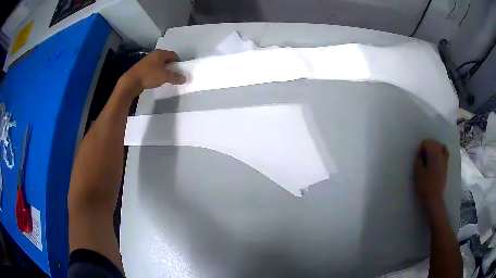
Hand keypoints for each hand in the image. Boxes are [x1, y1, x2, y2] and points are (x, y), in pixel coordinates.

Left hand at [119, 49, 185, 96]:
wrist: (131, 81)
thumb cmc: (149, 76)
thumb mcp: (164, 77)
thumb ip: (175, 77)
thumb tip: (184, 78)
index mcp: (160, 53)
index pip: (173, 55)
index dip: (178, 62)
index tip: (180, 70)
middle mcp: (154, 54)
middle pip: (166, 58)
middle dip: (171, 65)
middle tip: (174, 74)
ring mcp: (146, 60)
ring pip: (158, 63)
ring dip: (163, 69)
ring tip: (165, 77)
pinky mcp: (141, 67)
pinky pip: (152, 68)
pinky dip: (156, 72)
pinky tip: (155, 79)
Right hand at [414, 139, 448, 202]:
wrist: (434, 198)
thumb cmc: (424, 185)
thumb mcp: (417, 172)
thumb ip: (418, 159)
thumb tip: (420, 152)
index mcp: (433, 153)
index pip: (426, 142)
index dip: (420, 148)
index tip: (418, 158)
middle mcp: (440, 153)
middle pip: (433, 142)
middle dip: (427, 147)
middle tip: (422, 159)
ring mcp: (444, 159)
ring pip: (440, 146)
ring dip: (434, 149)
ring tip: (430, 158)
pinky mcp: (446, 165)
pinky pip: (445, 152)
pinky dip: (440, 152)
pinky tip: (437, 158)